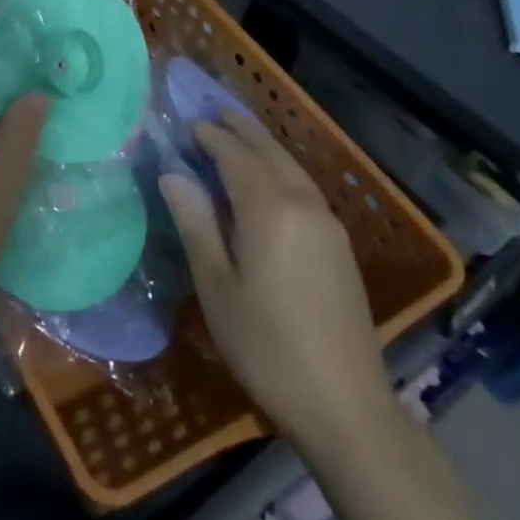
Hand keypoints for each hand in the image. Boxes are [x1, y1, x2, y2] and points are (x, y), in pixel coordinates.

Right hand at [160, 114, 394, 454]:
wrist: (346, 406)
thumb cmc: (267, 347)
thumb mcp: (217, 287)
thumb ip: (196, 223)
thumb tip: (173, 174)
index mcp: (269, 211)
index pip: (234, 155)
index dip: (209, 137)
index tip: (185, 126)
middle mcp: (303, 204)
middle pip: (268, 151)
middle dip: (239, 128)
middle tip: (211, 113)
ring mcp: (328, 223)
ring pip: (290, 166)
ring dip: (262, 145)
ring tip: (237, 134)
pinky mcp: (339, 244)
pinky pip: (304, 185)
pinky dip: (280, 167)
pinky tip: (269, 178)